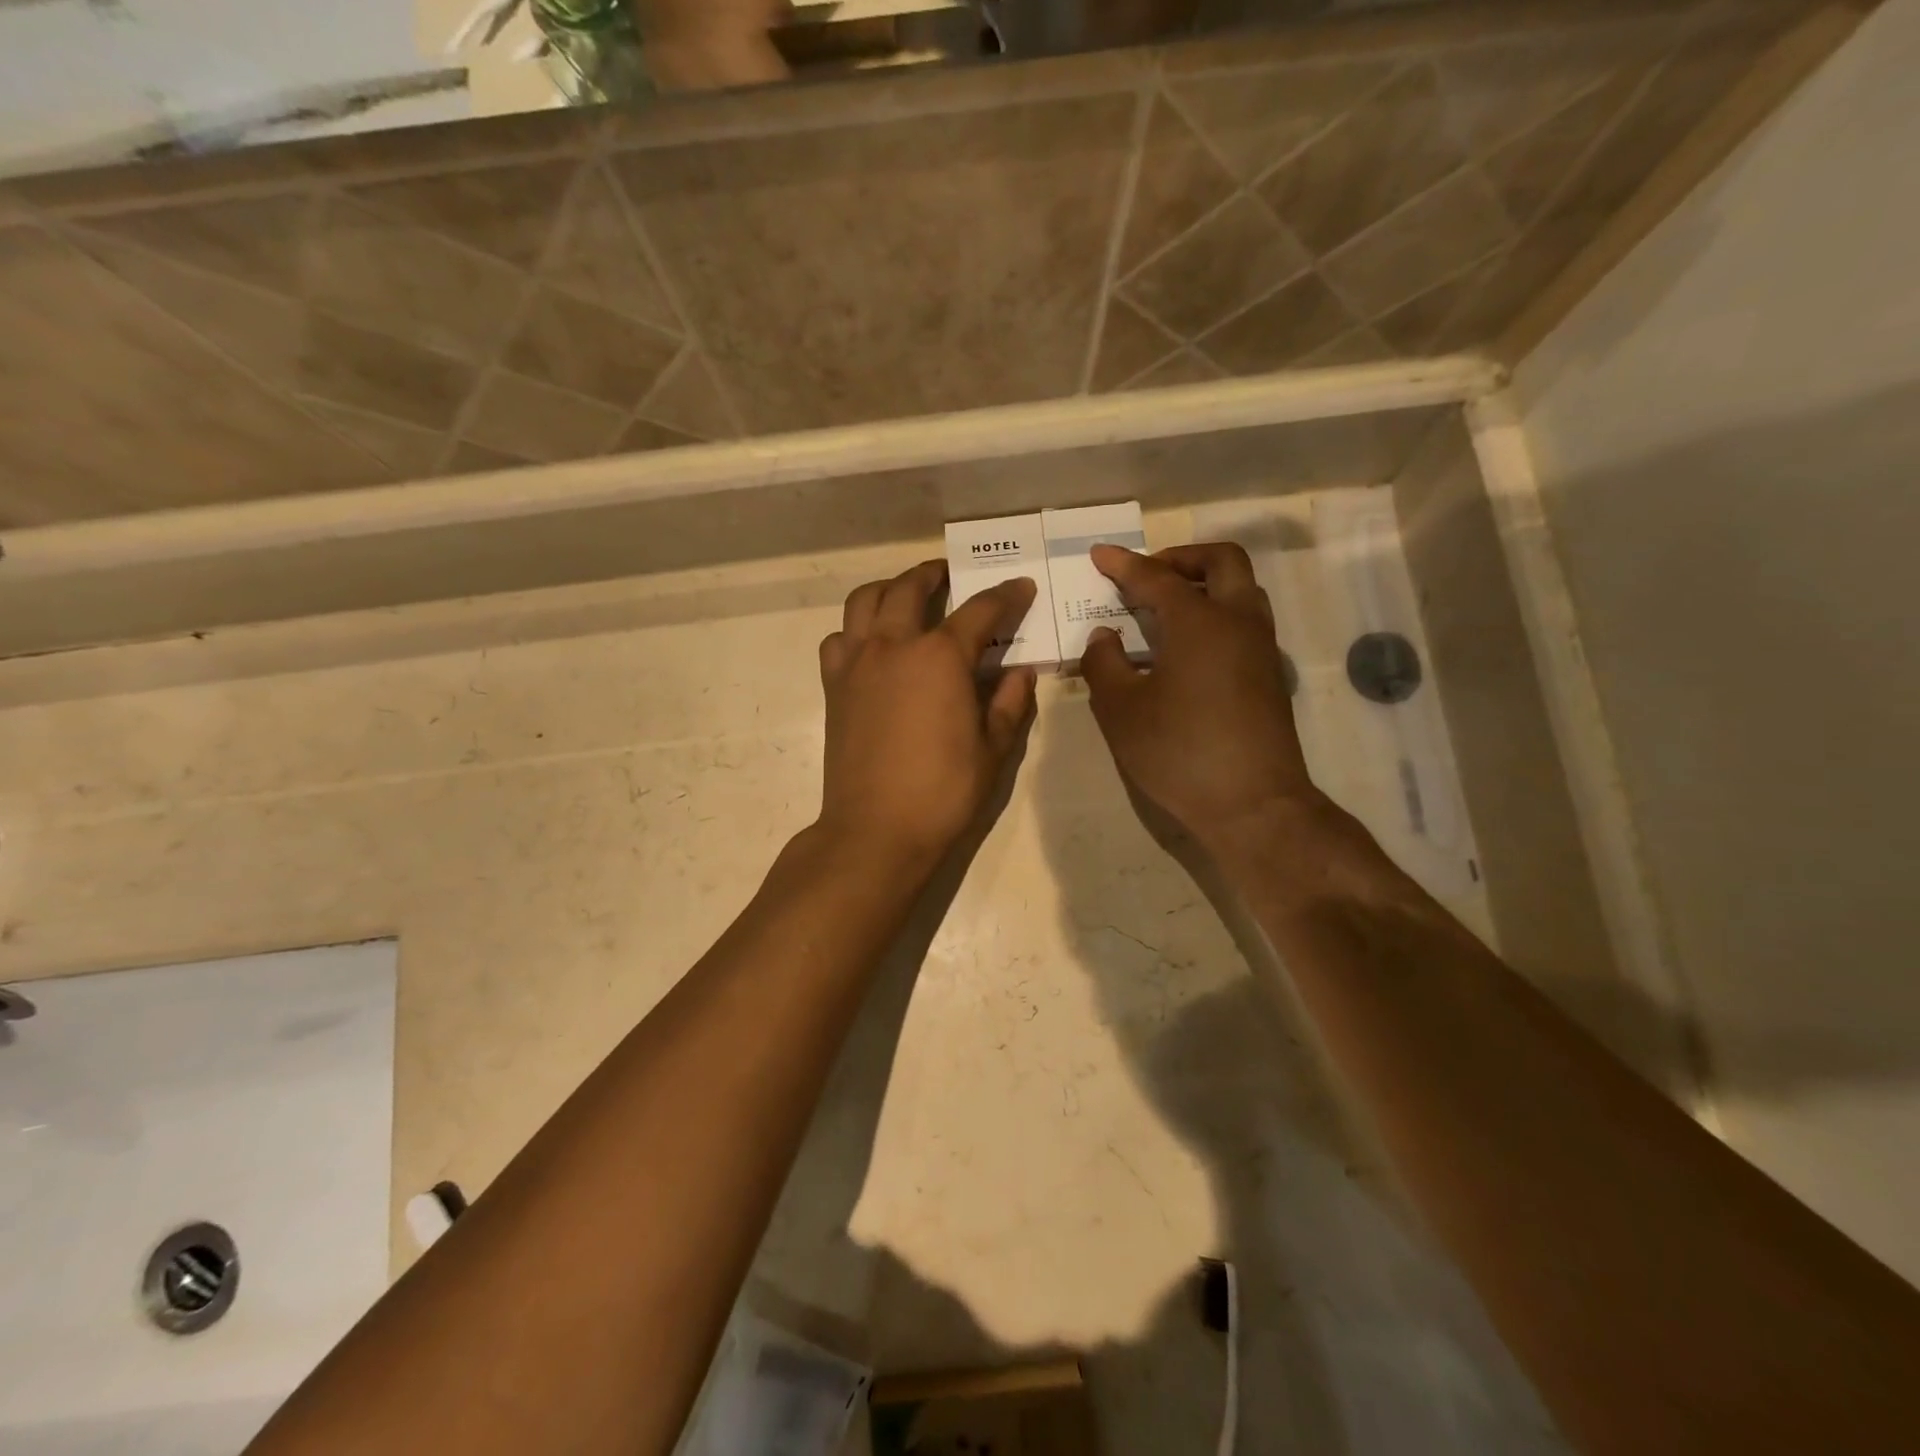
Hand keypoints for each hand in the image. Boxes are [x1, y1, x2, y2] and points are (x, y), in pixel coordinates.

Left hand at [816, 561, 1037, 867]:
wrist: (876, 829)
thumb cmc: (943, 792)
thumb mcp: (993, 749)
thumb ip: (1010, 703)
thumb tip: (1020, 673)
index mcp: (940, 657)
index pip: (980, 611)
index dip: (1006, 596)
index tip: (1021, 587)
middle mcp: (893, 646)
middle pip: (909, 587)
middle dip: (934, 574)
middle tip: (950, 576)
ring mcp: (856, 663)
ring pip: (864, 601)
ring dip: (888, 589)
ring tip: (904, 596)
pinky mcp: (833, 686)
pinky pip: (839, 639)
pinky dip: (855, 630)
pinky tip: (871, 646)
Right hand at [1083, 543, 1322, 852]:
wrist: (1253, 804)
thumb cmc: (1179, 752)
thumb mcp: (1121, 710)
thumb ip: (1104, 664)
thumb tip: (1104, 637)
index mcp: (1199, 622)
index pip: (1156, 578)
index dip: (1124, 565)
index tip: (1100, 555)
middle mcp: (1238, 622)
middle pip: (1221, 561)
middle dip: (1181, 558)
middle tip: (1148, 575)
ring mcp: (1261, 648)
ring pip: (1242, 589)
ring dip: (1205, 583)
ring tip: (1167, 609)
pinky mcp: (1270, 675)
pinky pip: (1246, 621)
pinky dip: (1217, 613)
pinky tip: (1188, 648)